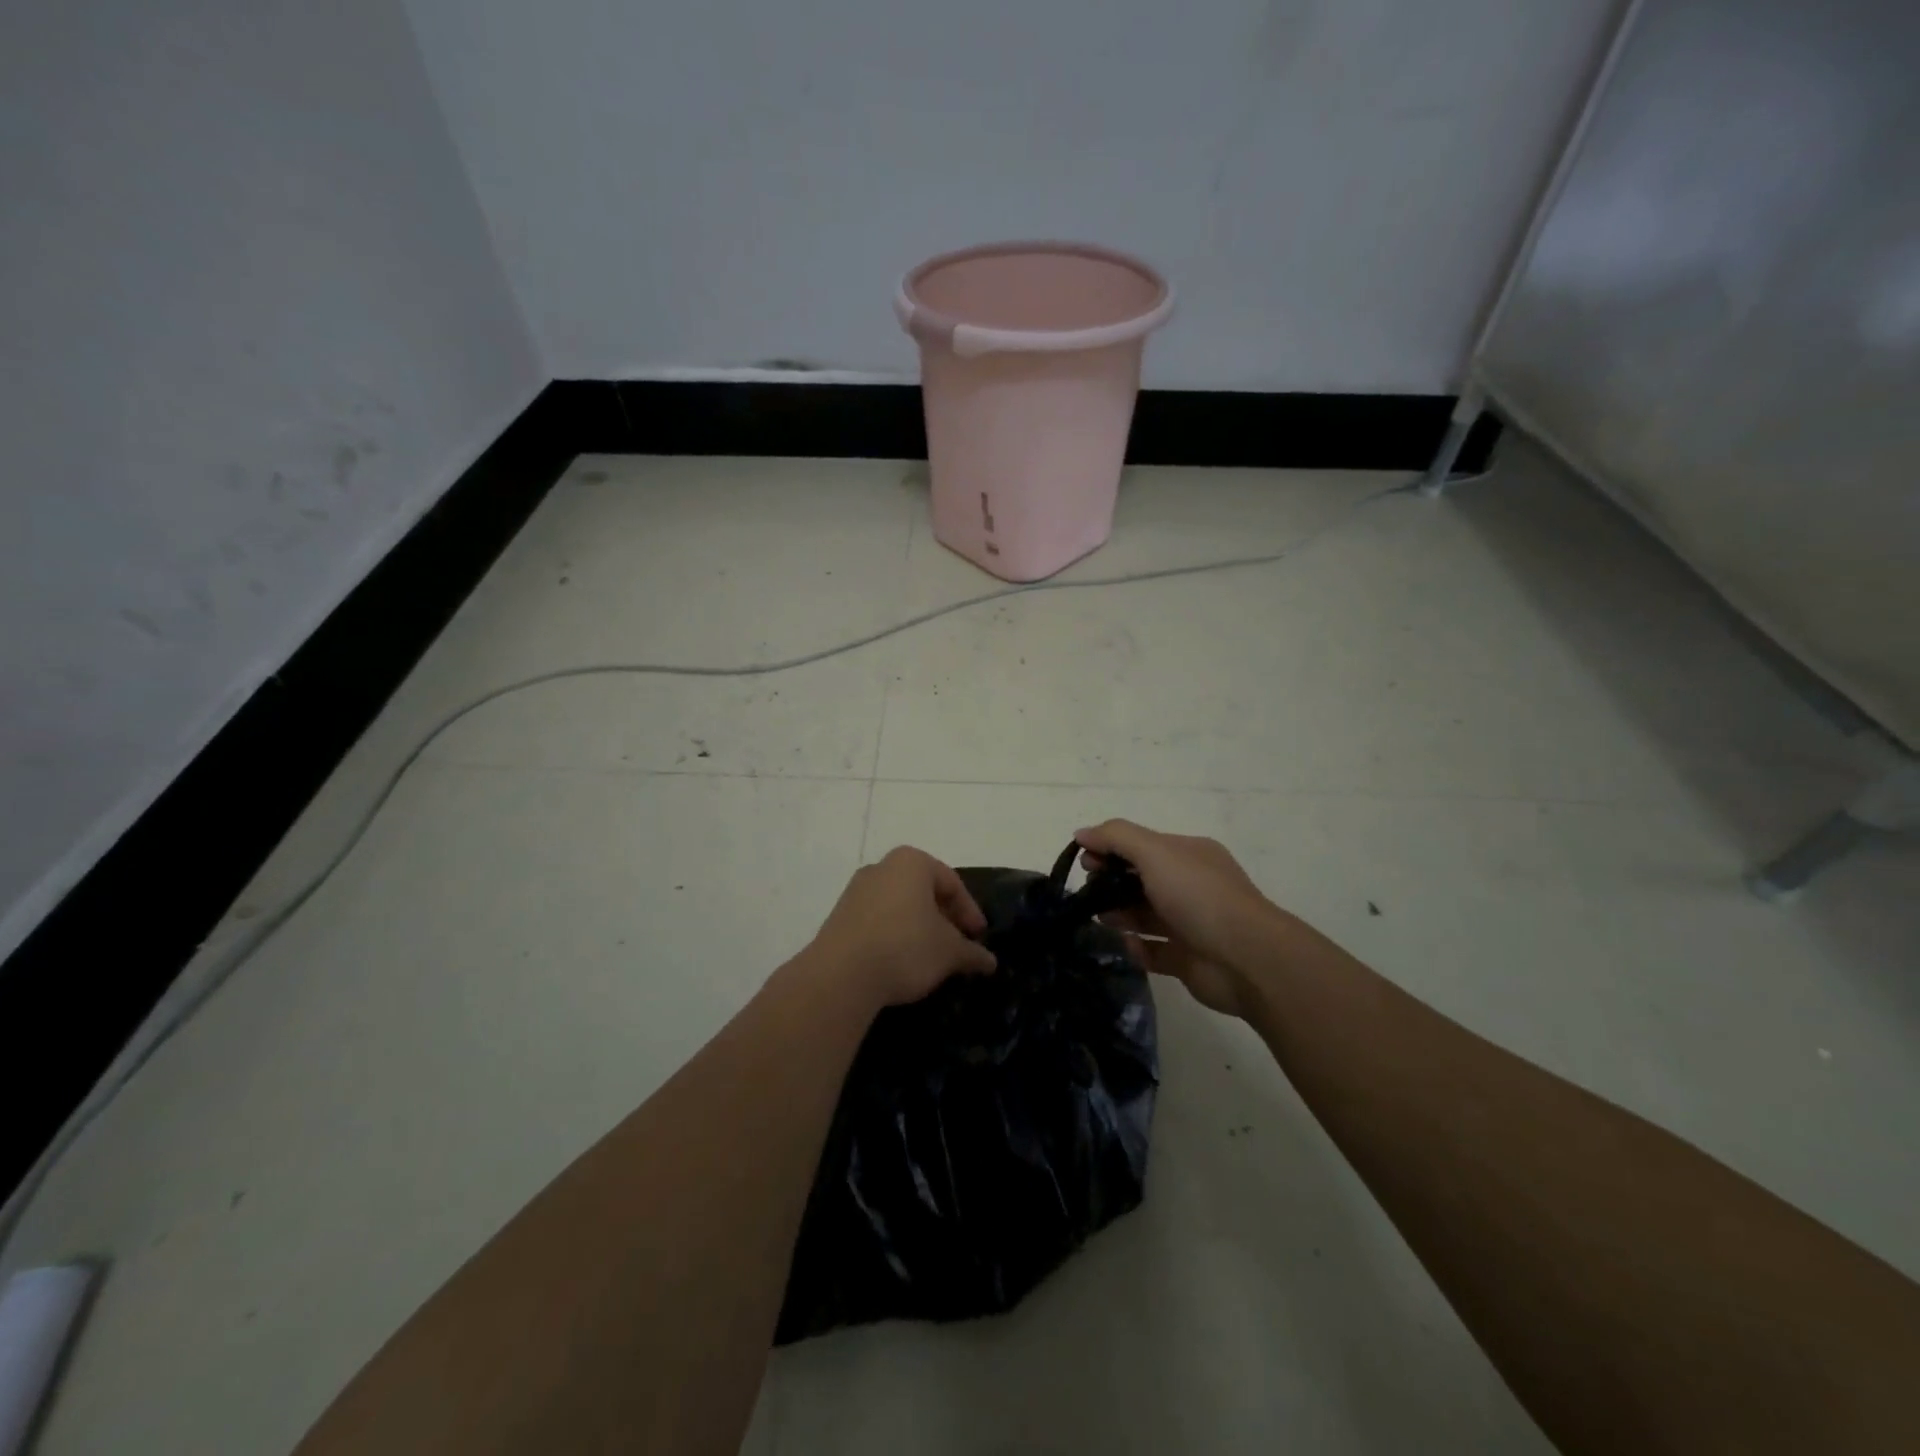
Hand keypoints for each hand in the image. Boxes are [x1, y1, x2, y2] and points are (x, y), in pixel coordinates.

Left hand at [807, 847, 997, 1009]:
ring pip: (899, 905)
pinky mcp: (839, 916)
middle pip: (923, 891)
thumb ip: (972, 952)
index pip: (951, 883)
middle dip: (943, 917)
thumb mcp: (949, 952)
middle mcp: (882, 867)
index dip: (969, 911)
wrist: (841, 975)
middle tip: (958, 944)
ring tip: (931, 956)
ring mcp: (856, 890)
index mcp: (912, 862)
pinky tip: (901, 961)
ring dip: (918, 927)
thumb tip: (989, 961)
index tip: (979, 936)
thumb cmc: (906, 947)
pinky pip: (878, 920)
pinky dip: (895, 935)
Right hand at [1076, 820, 1281, 1019]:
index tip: (1084, 863)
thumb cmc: (1198, 896)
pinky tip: (1123, 945)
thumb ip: (1116, 838)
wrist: (1246, 959)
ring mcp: (1190, 923)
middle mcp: (1191, 885)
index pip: (1142, 845)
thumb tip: (1081, 833)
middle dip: (1111, 882)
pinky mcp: (1187, 959)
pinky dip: (1135, 948)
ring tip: (1096, 919)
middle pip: (1141, 879)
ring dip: (1119, 914)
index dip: (1111, 849)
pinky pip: (1153, 950)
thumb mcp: (1155, 852)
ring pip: (1145, 915)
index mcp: (1189, 854)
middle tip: (1086, 893)